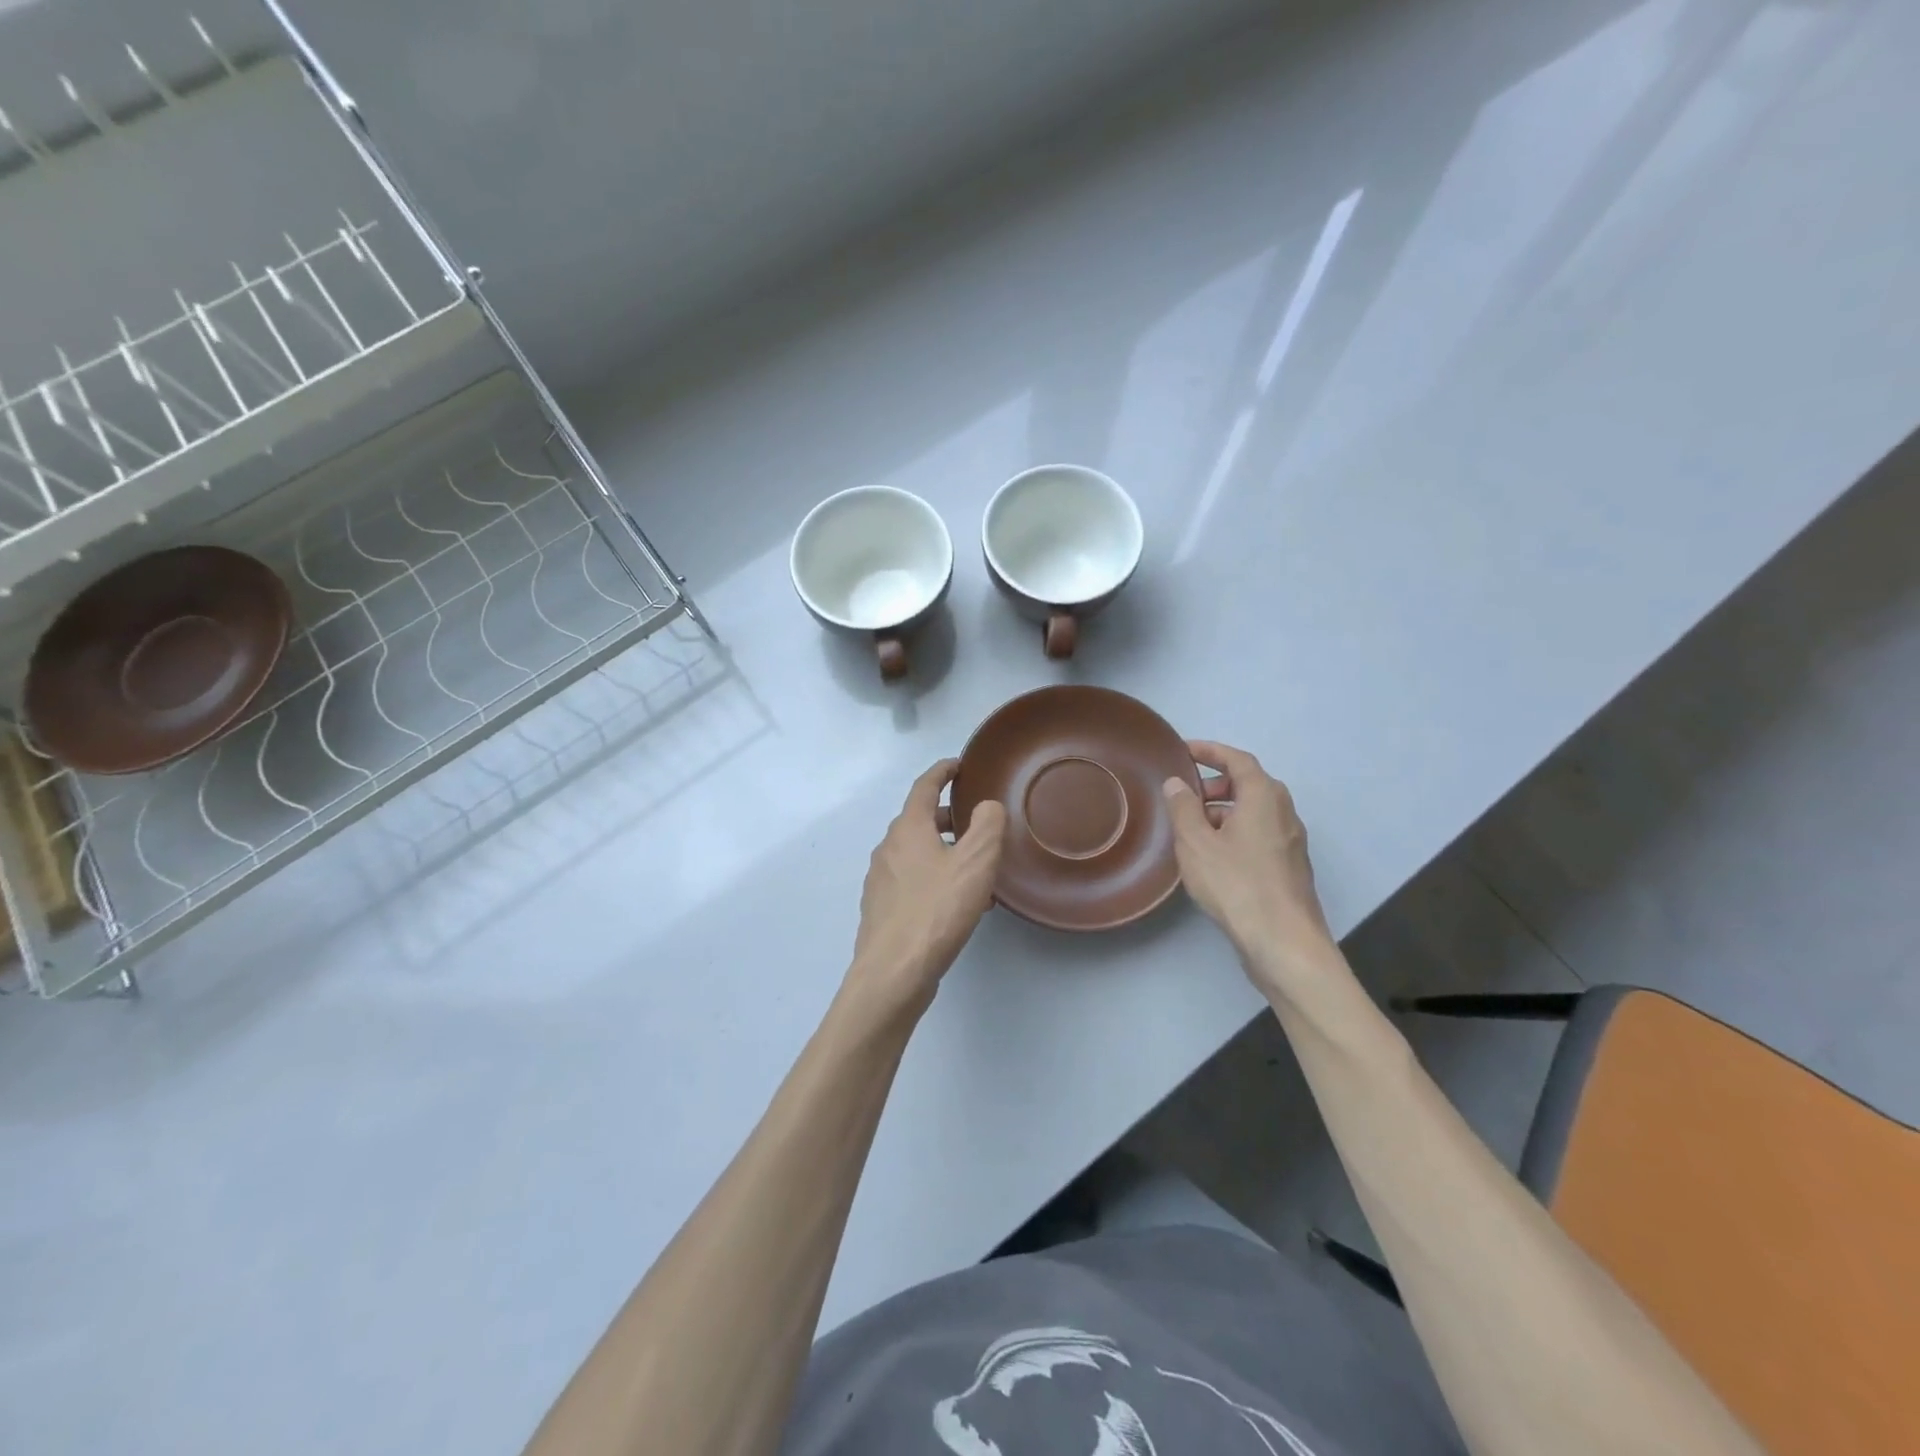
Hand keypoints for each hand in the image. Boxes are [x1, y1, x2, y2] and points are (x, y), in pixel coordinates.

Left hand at [845, 760, 1006, 1018]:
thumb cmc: (936, 911)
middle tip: (976, 821)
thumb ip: (987, 826)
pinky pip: (912, 881)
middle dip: (946, 816)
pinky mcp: (882, 910)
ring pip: (915, 853)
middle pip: (917, 820)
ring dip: (943, 851)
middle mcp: (888, 849)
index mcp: (907, 829)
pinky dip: (934, 878)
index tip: (960, 765)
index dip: (943, 772)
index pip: (924, 787)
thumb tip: (986, 806)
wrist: (893, 973)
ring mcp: (880, 881)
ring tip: (974, 868)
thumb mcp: (975, 863)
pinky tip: (956, 903)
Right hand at [1163, 741, 1339, 1003]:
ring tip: (1191, 828)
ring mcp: (1290, 842)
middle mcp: (1283, 812)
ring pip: (1253, 812)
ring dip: (1223, 811)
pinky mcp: (1289, 868)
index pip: (1238, 759)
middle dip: (1215, 784)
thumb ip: (1183, 808)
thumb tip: (1176, 783)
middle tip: (1184, 794)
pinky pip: (1258, 835)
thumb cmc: (1237, 883)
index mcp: (1264, 797)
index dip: (1211, 751)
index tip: (1184, 750)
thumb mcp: (1197, 842)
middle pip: (1249, 784)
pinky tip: (1212, 857)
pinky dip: (1234, 832)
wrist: (1283, 941)